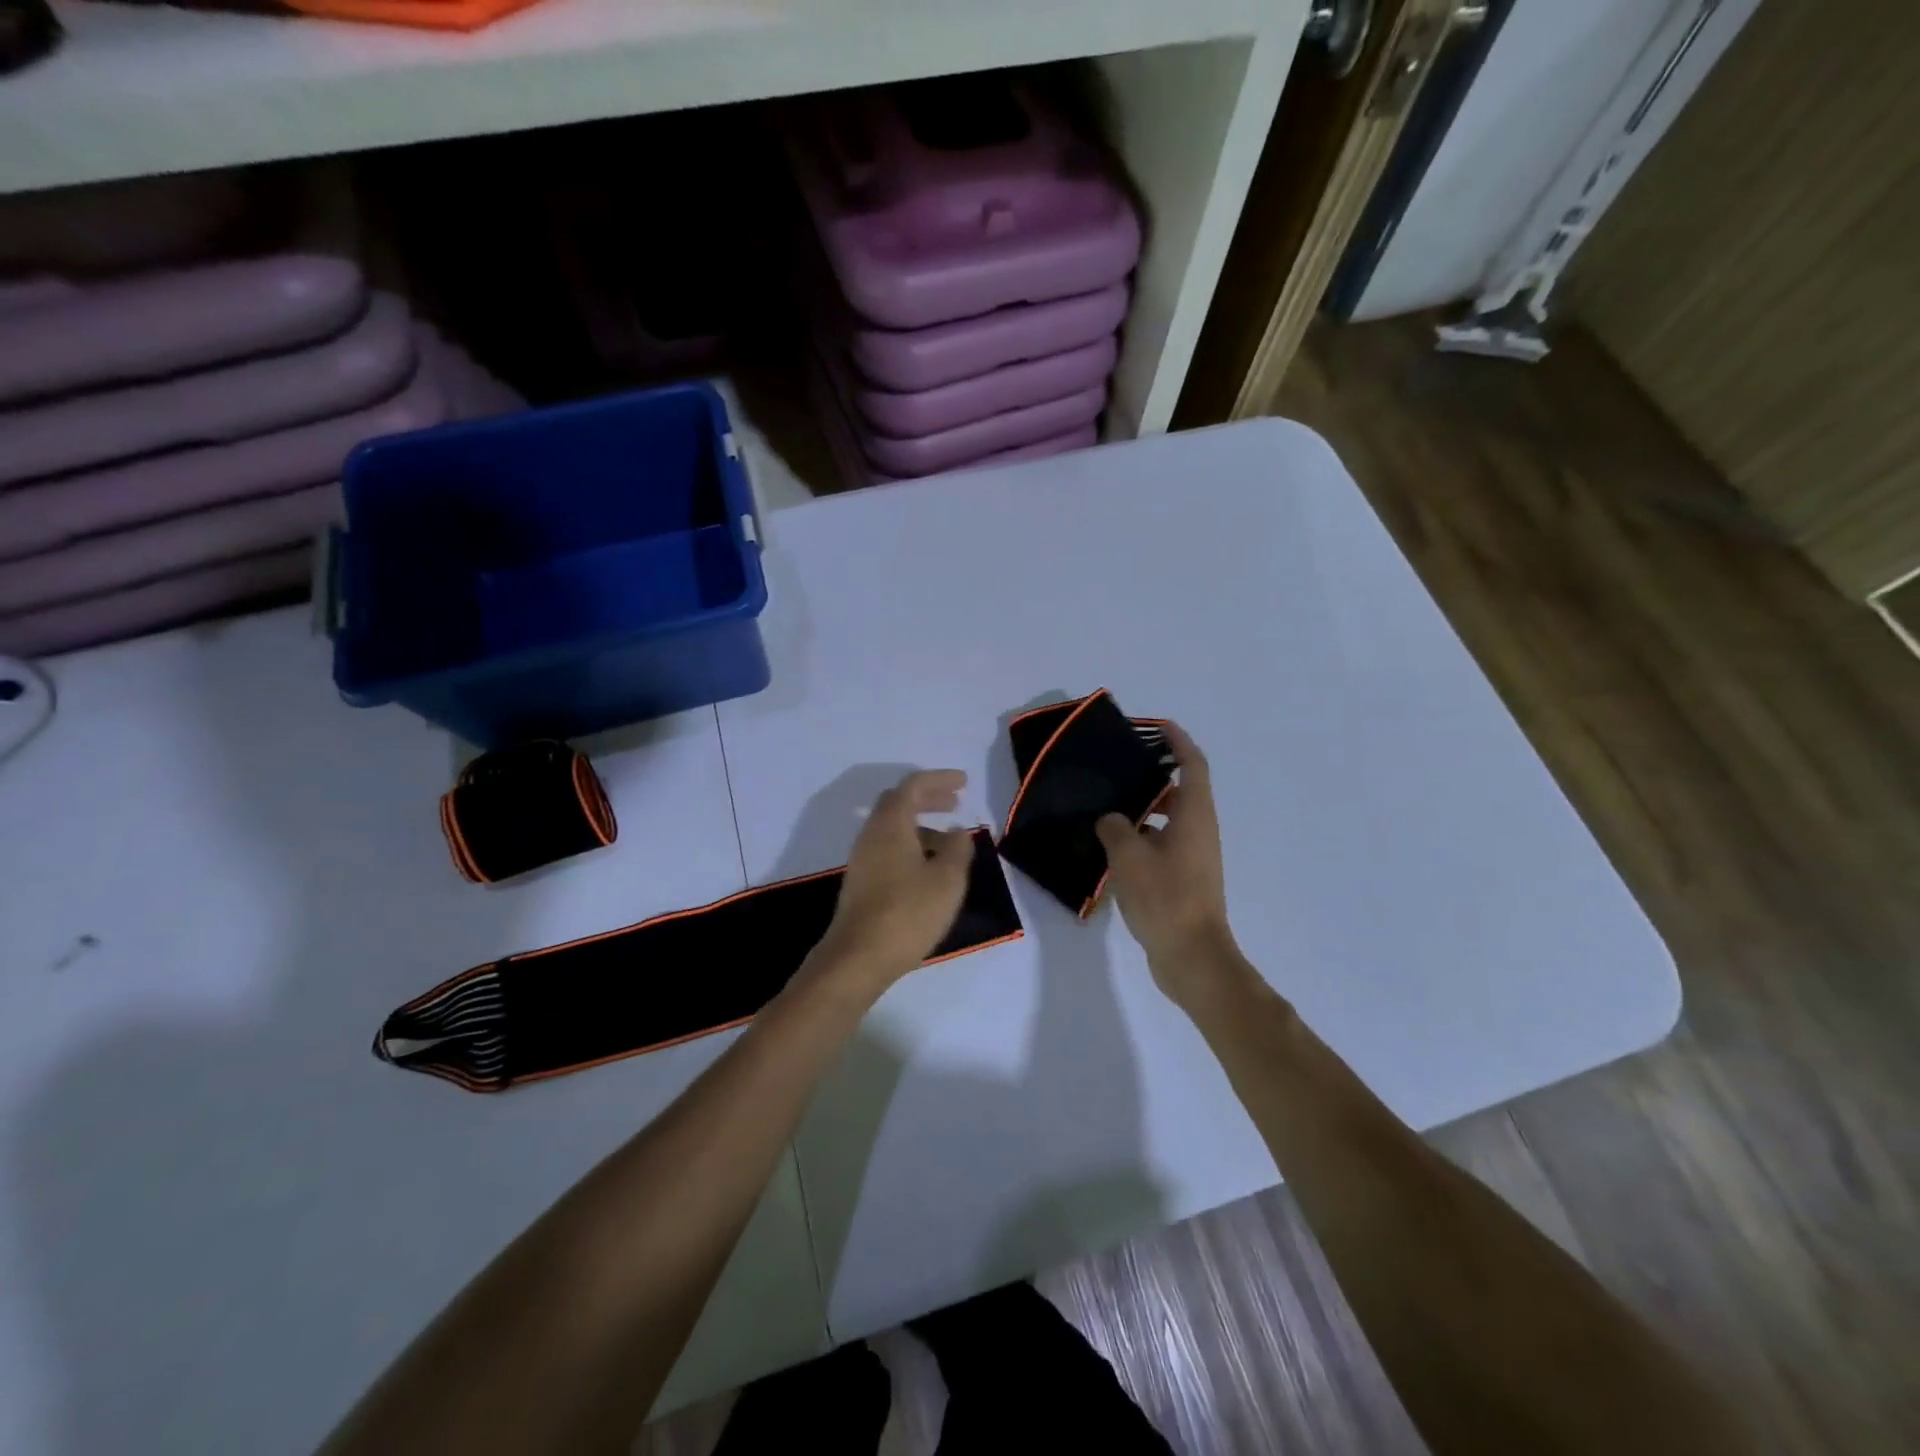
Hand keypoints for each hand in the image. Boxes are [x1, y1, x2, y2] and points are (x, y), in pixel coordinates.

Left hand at [809, 769, 976, 998]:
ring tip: (949, 841)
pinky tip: (928, 867)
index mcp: (891, 825)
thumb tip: (958, 831)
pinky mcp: (861, 882)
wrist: (858, 957)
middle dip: (928, 798)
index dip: (939, 780)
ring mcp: (862, 859)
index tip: (964, 782)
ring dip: (920, 825)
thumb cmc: (908, 912)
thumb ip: (957, 849)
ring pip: (892, 828)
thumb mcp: (947, 880)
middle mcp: (871, 834)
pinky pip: (888, 848)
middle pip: (898, 802)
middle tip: (955, 803)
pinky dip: (911, 845)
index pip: (913, 786)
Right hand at [1095, 724, 1249, 1009]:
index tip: (1155, 726)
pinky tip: (1113, 847)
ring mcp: (1195, 856)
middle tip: (1120, 767)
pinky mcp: (1186, 878)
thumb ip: (1115, 827)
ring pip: (1171, 818)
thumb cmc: (1165, 898)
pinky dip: (1143, 836)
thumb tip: (1112, 819)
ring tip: (1109, 805)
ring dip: (1145, 808)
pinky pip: (1164, 843)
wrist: (1192, 956)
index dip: (1176, 740)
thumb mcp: (1129, 856)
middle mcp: (1200, 829)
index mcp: (1194, 815)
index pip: (1192, 763)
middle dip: (1154, 774)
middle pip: (1182, 789)